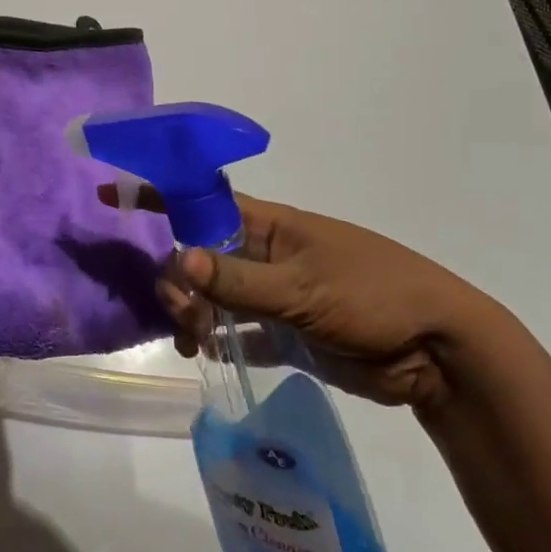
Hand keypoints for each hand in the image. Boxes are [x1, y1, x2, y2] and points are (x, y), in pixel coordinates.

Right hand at [100, 186, 493, 411]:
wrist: (439, 349)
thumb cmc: (372, 296)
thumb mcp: (303, 287)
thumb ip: (238, 280)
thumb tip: (176, 259)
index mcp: (269, 226)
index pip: (201, 202)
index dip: (157, 196)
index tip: (111, 197)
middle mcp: (266, 254)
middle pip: (200, 255)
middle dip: (177, 278)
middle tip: (180, 313)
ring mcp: (276, 294)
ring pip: (216, 295)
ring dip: (195, 313)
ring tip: (194, 343)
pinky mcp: (288, 333)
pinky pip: (240, 332)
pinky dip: (220, 341)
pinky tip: (205, 356)